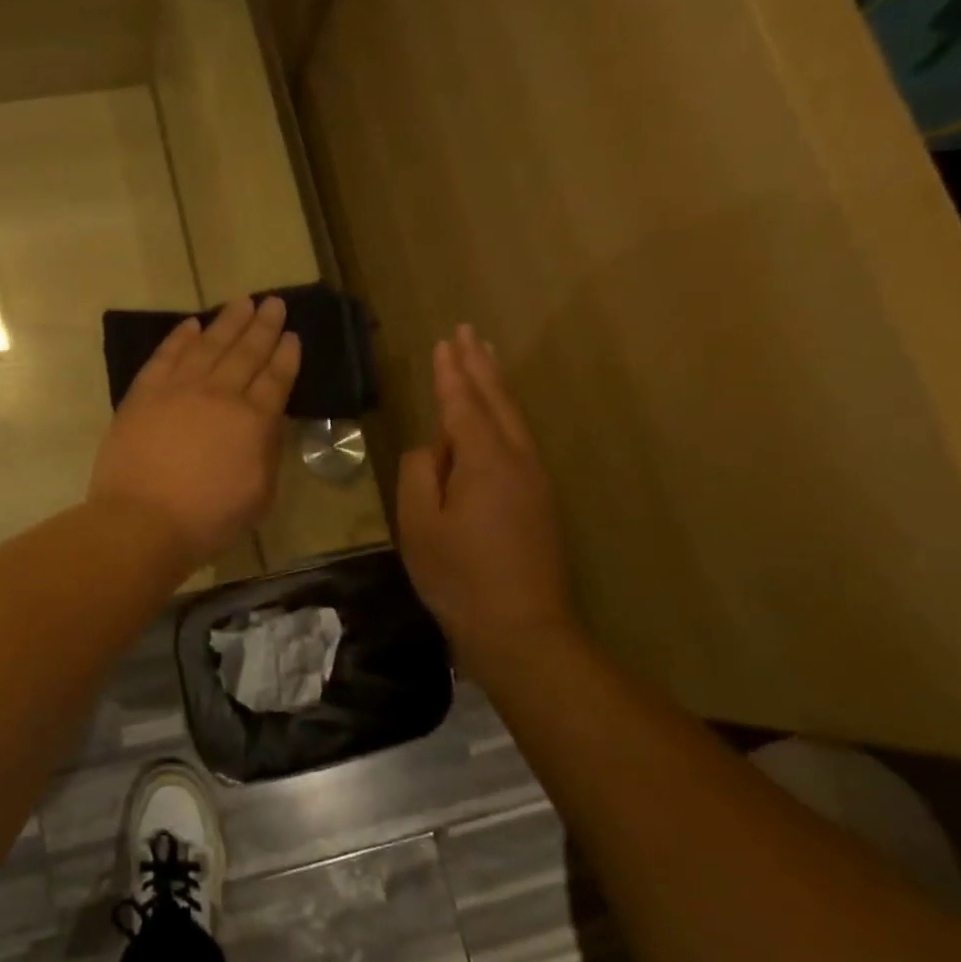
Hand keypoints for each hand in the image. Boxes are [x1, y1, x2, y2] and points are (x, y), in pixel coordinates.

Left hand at [89, 296, 300, 565]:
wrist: (141, 521)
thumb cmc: (207, 519)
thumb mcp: (260, 496)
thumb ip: (268, 453)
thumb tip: (268, 423)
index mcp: (253, 420)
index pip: (275, 379)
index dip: (286, 355)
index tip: (292, 334)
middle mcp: (219, 394)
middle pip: (246, 352)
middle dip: (263, 326)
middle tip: (274, 302)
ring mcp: (178, 389)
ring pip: (208, 345)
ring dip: (227, 321)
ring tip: (242, 302)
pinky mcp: (144, 393)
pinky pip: (166, 356)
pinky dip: (180, 337)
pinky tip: (191, 324)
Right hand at [398, 326, 575, 668]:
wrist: (522, 629)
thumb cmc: (459, 576)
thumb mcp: (419, 524)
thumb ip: (420, 472)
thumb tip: (433, 449)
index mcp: (486, 461)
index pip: (463, 405)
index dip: (450, 373)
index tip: (444, 341)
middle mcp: (518, 460)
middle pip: (497, 402)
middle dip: (480, 366)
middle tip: (468, 333)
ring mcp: (536, 481)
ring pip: (513, 420)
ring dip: (496, 387)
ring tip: (485, 360)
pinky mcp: (541, 502)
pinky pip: (519, 442)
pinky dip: (504, 416)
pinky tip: (497, 418)